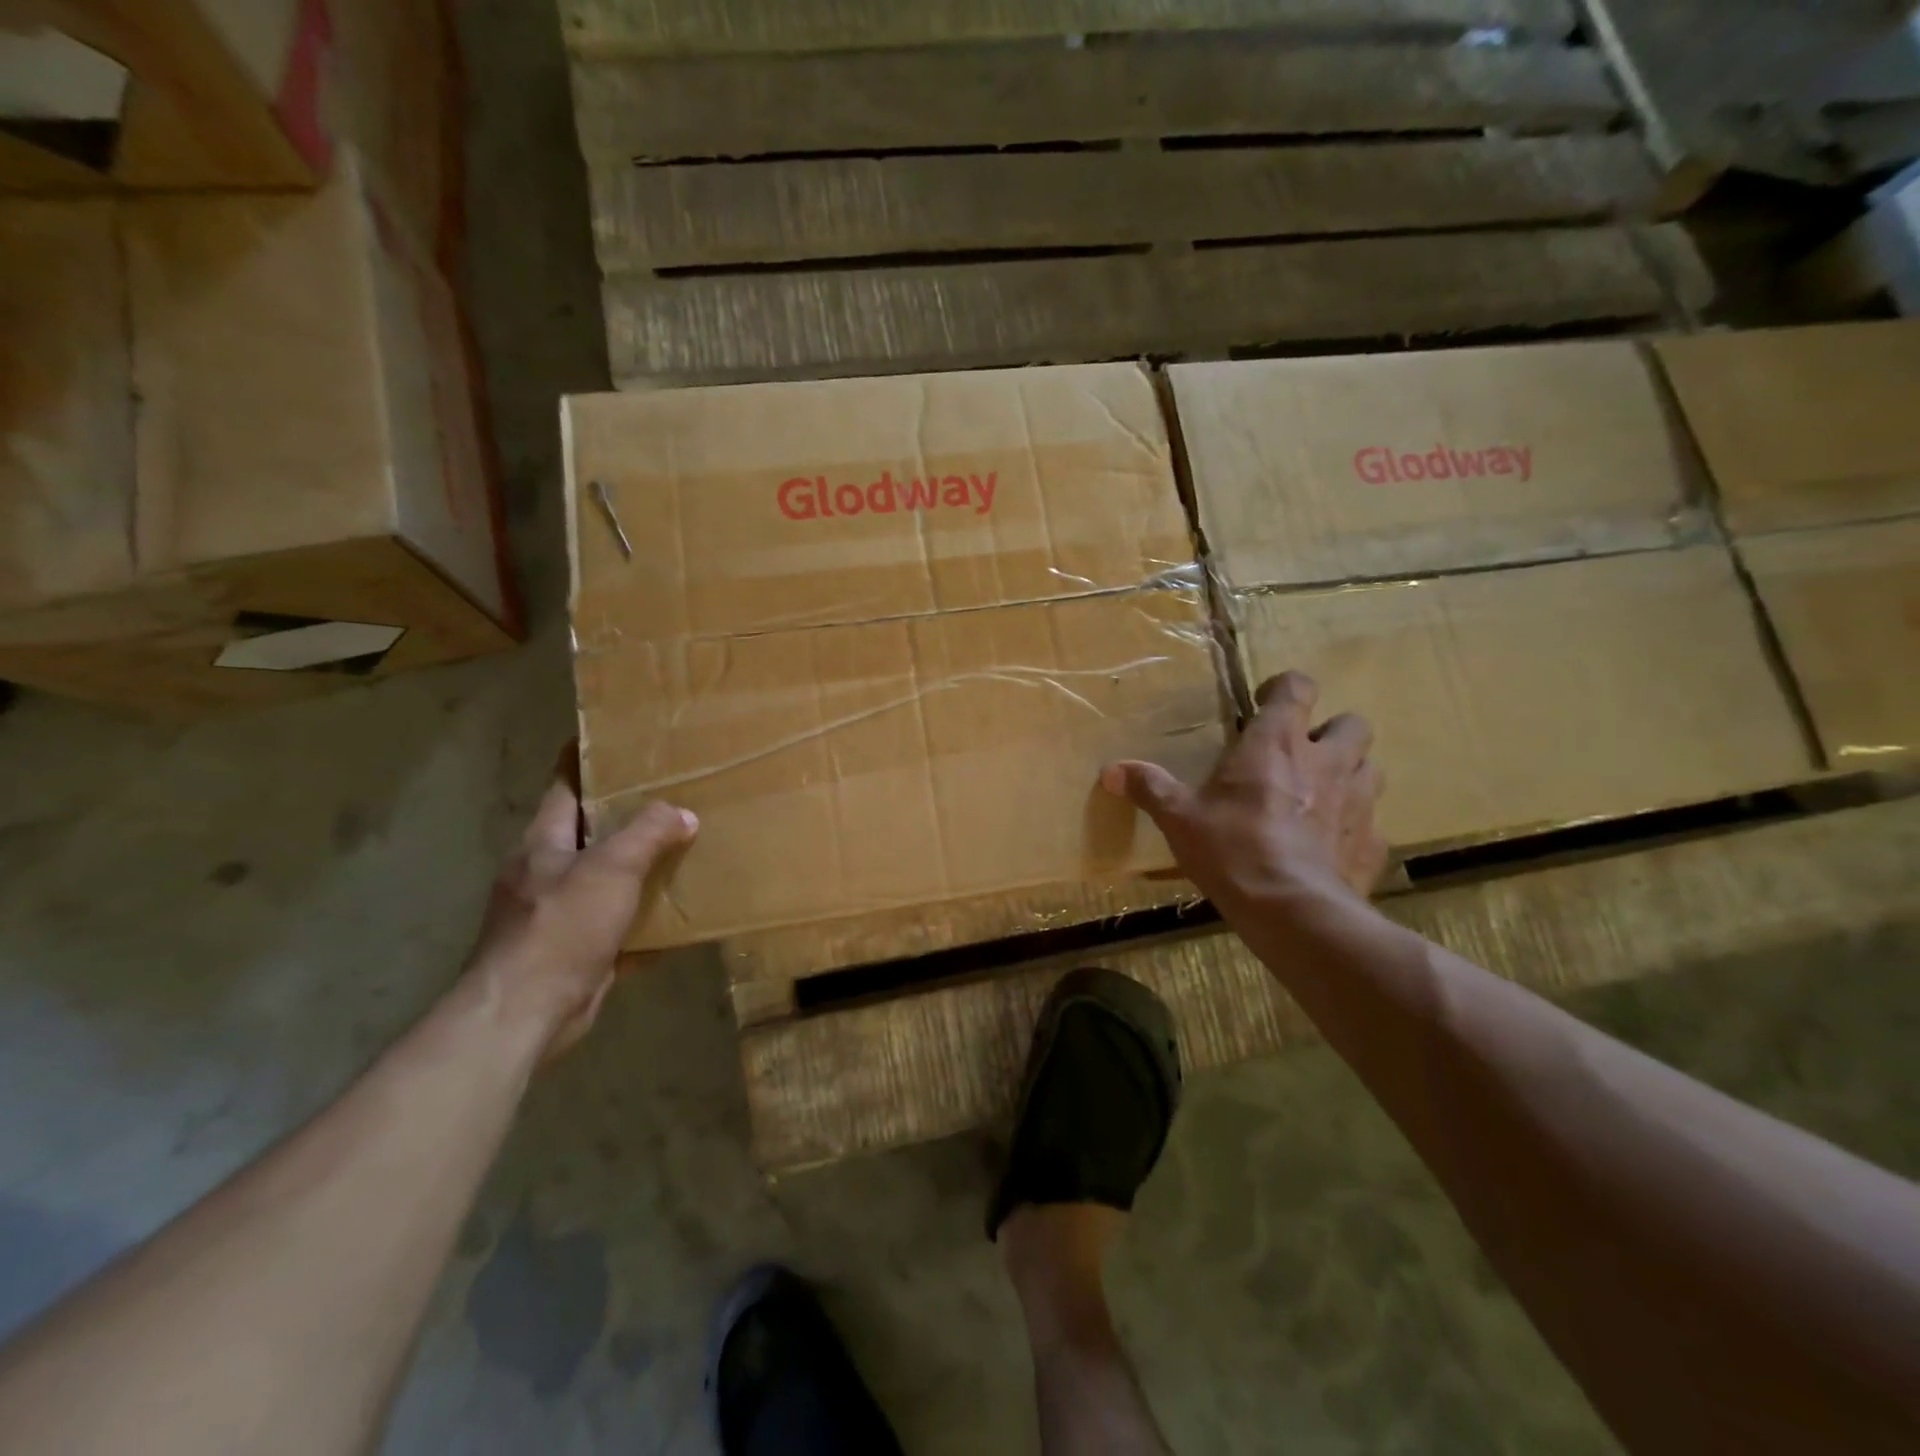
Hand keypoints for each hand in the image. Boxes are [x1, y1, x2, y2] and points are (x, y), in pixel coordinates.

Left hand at [467, 779, 697, 1058]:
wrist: (526, 1010)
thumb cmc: (562, 926)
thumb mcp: (611, 868)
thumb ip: (648, 833)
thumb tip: (684, 814)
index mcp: (543, 842)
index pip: (563, 786)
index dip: (584, 760)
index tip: (613, 741)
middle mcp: (543, 871)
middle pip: (585, 831)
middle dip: (621, 815)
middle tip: (668, 796)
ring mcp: (554, 913)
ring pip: (601, 878)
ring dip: (634, 867)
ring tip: (678, 850)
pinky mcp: (570, 949)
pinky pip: (611, 922)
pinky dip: (638, 917)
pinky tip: (671, 915)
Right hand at [1102, 671, 1387, 915]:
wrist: (1292, 910)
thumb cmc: (1231, 849)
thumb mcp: (1179, 818)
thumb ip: (1149, 788)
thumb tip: (1110, 770)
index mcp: (1276, 744)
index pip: (1298, 687)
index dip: (1285, 688)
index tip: (1263, 704)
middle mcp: (1326, 762)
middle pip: (1352, 723)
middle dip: (1331, 731)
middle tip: (1301, 753)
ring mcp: (1358, 802)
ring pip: (1371, 767)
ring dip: (1351, 773)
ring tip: (1322, 793)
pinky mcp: (1373, 844)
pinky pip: (1372, 824)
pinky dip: (1355, 827)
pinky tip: (1331, 846)